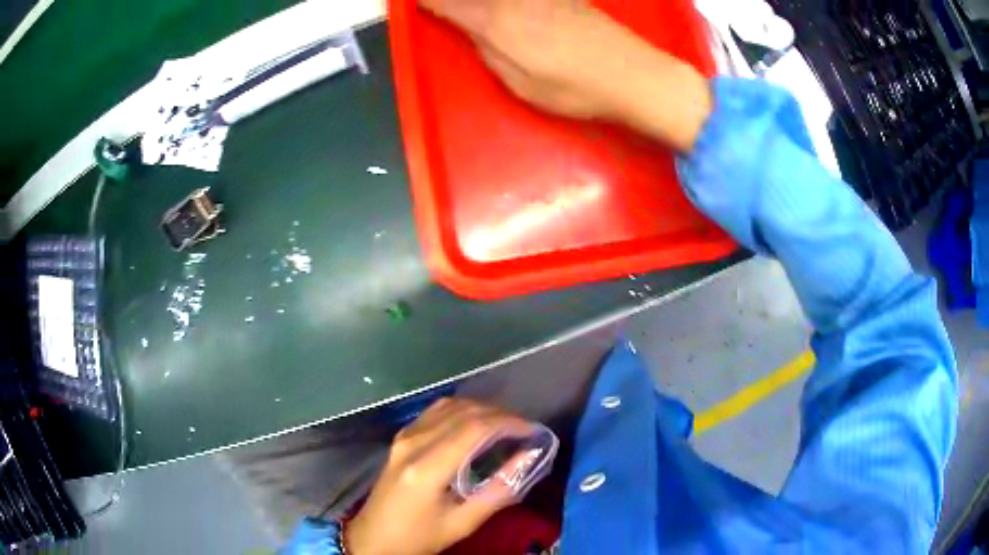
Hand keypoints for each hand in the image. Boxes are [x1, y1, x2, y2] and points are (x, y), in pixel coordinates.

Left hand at [345, 398, 533, 554]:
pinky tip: (475, 425)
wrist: (374, 539)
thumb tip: (528, 458)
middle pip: (462, 411)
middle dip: (499, 414)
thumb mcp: (462, 523)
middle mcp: (413, 442)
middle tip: (524, 429)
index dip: (508, 422)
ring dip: (480, 409)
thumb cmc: (419, 537)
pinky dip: (461, 411)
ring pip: (448, 405)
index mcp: (426, 467)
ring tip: (505, 426)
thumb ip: (498, 491)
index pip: (473, 428)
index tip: (533, 430)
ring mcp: (403, 437)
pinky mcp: (400, 438)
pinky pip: (435, 412)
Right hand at [418, 0, 712, 151]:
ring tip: (469, 11)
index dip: (425, 2)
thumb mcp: (519, 82)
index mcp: (495, 21)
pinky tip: (503, 11)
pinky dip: (505, 3)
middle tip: (434, 8)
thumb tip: (472, 27)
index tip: (411, 4)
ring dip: (474, 3)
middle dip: (446, 1)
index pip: (445, 2)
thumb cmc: (574, 88)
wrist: (633, 74)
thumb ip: (488, 49)